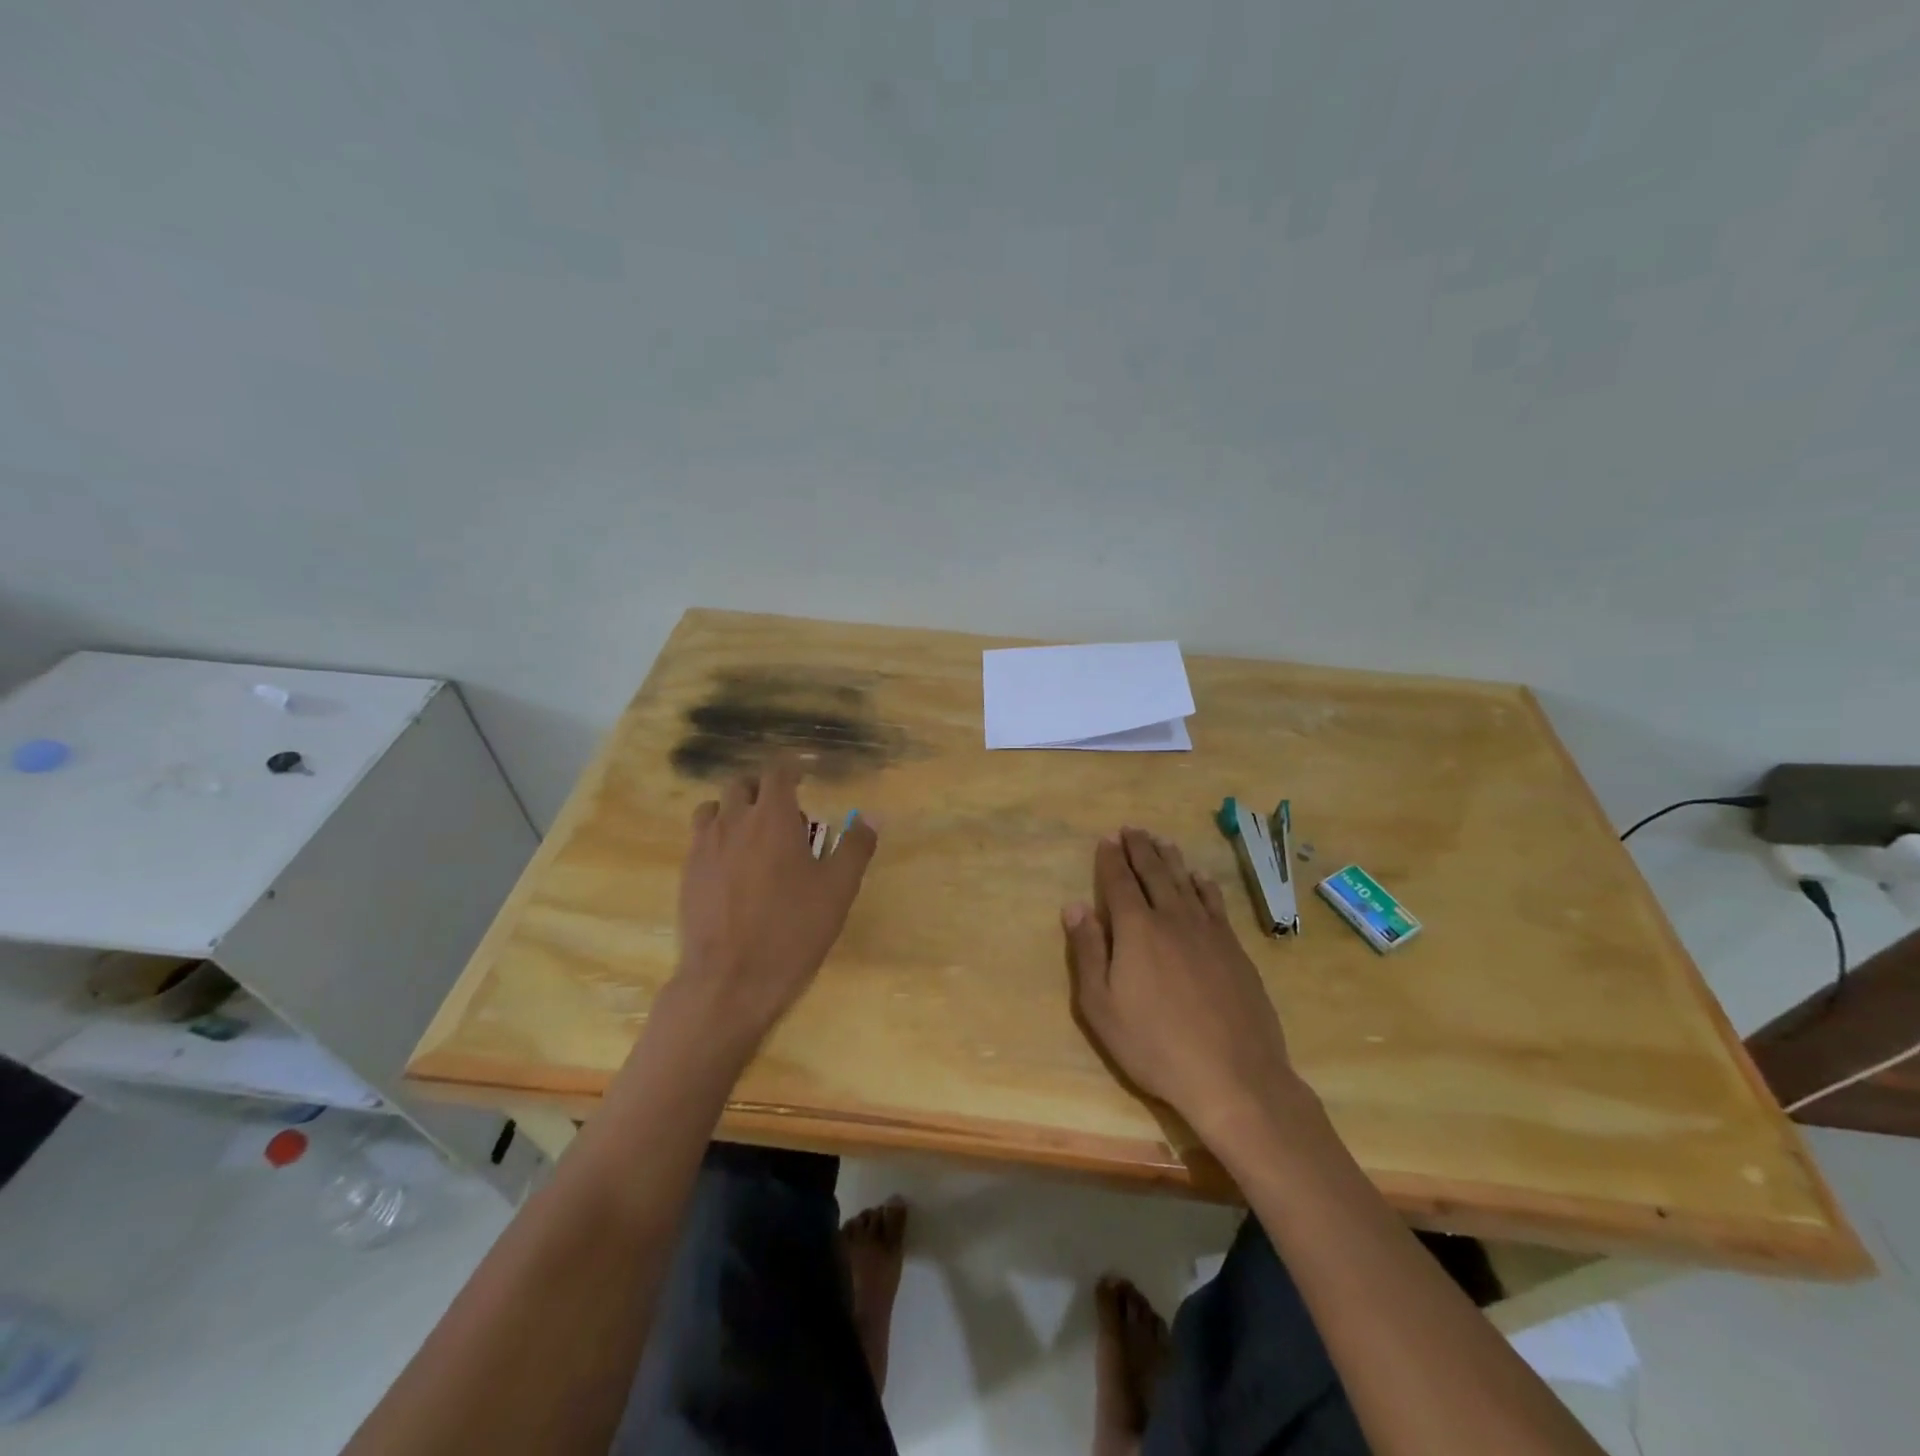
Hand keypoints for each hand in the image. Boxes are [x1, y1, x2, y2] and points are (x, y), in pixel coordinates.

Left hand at [668, 759, 877, 1049]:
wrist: (730, 980)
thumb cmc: (792, 929)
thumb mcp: (838, 889)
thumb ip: (855, 847)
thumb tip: (869, 817)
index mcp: (772, 817)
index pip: (777, 772)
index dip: (791, 770)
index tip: (803, 780)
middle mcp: (734, 821)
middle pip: (742, 785)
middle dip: (763, 791)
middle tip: (783, 818)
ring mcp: (704, 847)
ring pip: (714, 808)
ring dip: (735, 812)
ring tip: (753, 839)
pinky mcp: (687, 874)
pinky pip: (700, 839)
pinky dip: (717, 838)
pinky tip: (733, 870)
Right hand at [1063, 828, 1303, 1145]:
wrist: (1234, 1075)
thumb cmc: (1155, 1045)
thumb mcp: (1101, 1007)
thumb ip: (1087, 952)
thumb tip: (1074, 906)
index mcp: (1137, 929)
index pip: (1119, 882)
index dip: (1111, 859)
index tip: (1107, 839)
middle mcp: (1173, 918)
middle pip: (1154, 873)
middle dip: (1140, 849)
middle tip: (1132, 829)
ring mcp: (1209, 932)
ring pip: (1185, 882)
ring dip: (1170, 858)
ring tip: (1161, 840)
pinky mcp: (1235, 949)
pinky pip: (1215, 903)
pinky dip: (1204, 884)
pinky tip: (1200, 878)